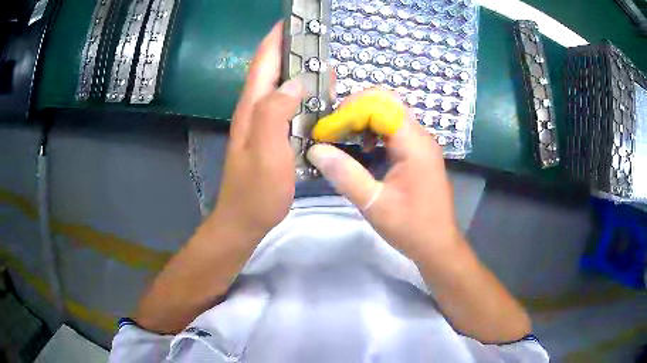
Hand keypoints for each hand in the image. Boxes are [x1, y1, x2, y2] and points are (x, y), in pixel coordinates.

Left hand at [211, 23, 303, 238]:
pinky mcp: (272, 136)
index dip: (276, 38)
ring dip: (300, 72)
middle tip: (318, 40)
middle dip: (292, 49)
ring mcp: (263, 124)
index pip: (263, 63)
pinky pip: (288, 107)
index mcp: (252, 108)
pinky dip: (304, 96)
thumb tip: (294, 83)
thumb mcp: (266, 152)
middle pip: (273, 70)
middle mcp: (255, 110)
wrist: (244, 220)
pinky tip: (319, 98)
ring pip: (282, 87)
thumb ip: (275, 113)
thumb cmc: (256, 191)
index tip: (292, 20)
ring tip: (326, 64)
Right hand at [307, 89, 460, 261]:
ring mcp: (421, 144)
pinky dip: (375, 131)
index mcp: (413, 144)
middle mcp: (420, 136)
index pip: (379, 106)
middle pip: (386, 103)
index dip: (349, 113)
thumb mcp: (374, 204)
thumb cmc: (410, 227)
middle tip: (332, 129)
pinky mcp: (419, 153)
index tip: (326, 132)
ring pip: (390, 114)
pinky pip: (395, 130)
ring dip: (364, 119)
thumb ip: (345, 175)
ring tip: (342, 137)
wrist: (438, 245)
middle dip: (355, 110)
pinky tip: (363, 149)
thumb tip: (316, 150)